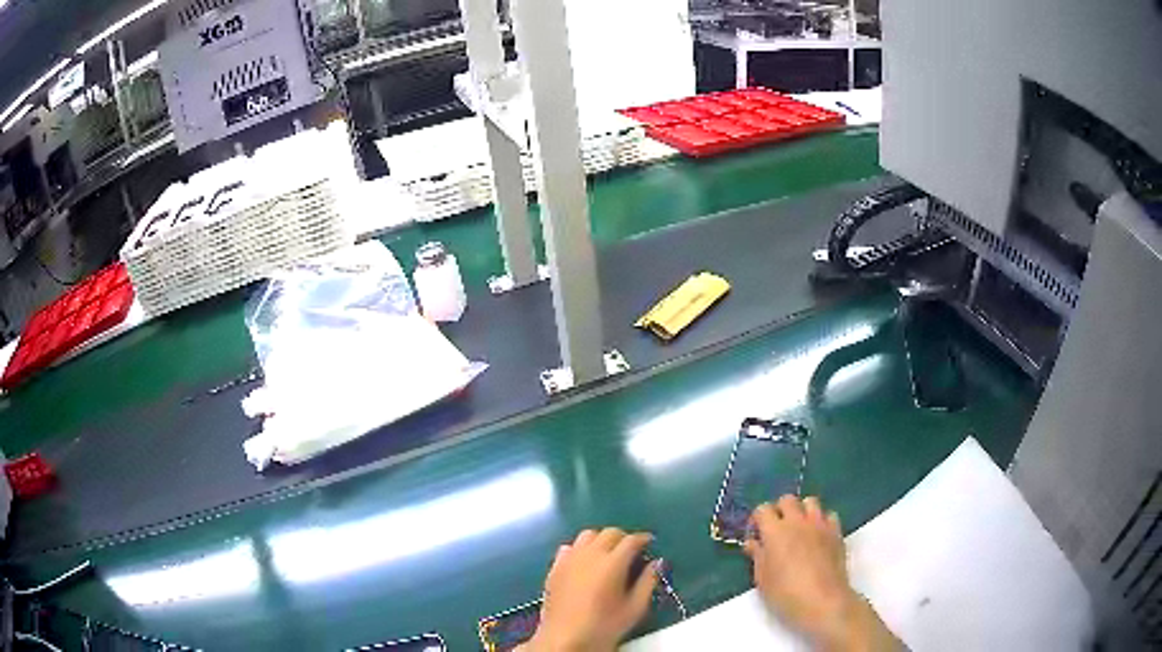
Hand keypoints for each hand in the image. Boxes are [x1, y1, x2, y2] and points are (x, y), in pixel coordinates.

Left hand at [526, 528, 658, 651]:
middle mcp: (589, 555)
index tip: (650, 543)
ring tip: (608, 554)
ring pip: (587, 535)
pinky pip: (569, 547)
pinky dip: (580, 549)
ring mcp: (569, 559)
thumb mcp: (635, 608)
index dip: (643, 539)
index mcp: (612, 563)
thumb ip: (648, 582)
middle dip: (624, 538)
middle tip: (631, 550)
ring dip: (601, 540)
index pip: (631, 540)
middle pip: (609, 533)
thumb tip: (657, 563)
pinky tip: (585, 563)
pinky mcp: (555, 567)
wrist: (565, 638)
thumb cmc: (604, 626)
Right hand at [744, 496, 901, 651]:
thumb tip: (753, 543)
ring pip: (811, 501)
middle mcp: (798, 521)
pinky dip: (822, 521)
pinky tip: (818, 536)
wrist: (822, 601)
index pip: (763, 509)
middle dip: (780, 509)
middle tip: (776, 528)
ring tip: (799, 528)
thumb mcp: (763, 579)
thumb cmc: (786, 594)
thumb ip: (757, 556)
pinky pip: (829, 515)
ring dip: (802, 511)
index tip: (756, 532)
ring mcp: (820, 524)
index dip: (758, 518)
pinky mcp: (836, 532)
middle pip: (787, 499)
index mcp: (775, 531)